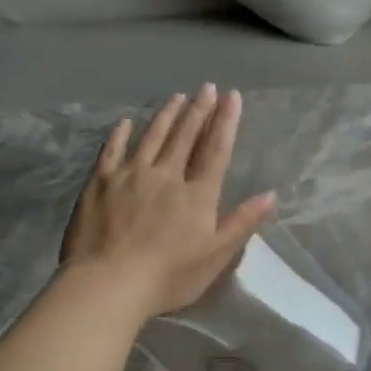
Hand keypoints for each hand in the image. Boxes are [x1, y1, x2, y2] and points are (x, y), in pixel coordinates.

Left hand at [60, 84, 276, 318]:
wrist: (108, 283)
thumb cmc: (168, 276)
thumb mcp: (216, 255)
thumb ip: (242, 222)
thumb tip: (271, 195)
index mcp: (197, 194)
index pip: (215, 150)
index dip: (225, 122)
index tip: (232, 97)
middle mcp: (167, 175)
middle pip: (185, 136)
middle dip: (198, 110)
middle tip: (206, 87)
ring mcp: (130, 175)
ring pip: (152, 137)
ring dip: (166, 115)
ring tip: (177, 97)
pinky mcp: (99, 183)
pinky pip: (111, 151)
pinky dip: (119, 134)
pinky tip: (125, 122)